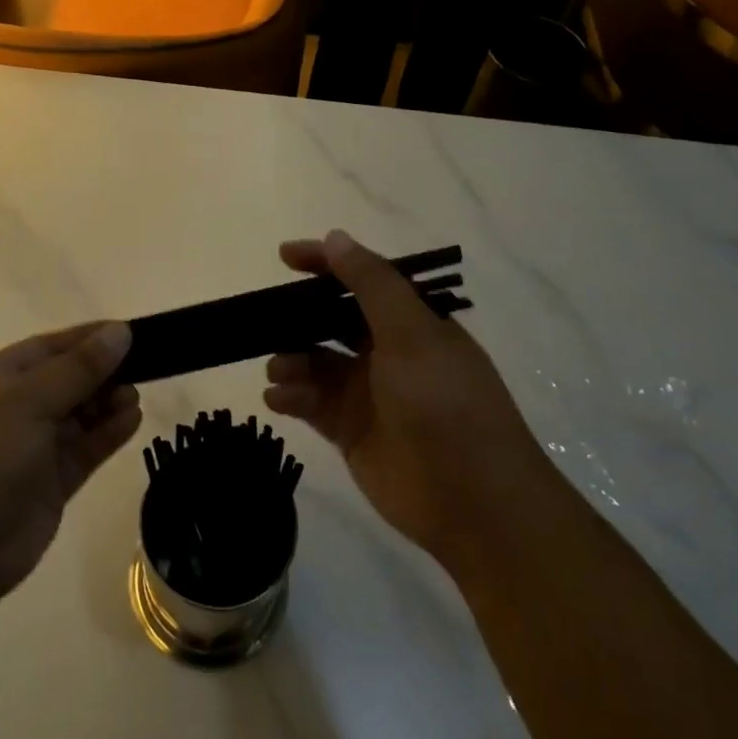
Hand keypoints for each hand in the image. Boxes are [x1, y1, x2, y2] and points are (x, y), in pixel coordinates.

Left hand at [0, 322, 140, 619]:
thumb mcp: (27, 402)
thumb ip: (77, 368)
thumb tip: (119, 331)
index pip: (50, 347)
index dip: (88, 338)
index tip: (130, 332)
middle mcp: (16, 409)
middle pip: (69, 379)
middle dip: (104, 370)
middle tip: (146, 365)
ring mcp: (34, 448)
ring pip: (81, 414)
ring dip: (109, 402)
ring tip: (135, 397)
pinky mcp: (52, 483)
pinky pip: (87, 448)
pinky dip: (109, 433)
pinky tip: (133, 419)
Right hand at [264, 231, 544, 567]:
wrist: (473, 501)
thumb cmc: (445, 403)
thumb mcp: (412, 334)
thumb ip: (371, 284)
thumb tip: (335, 237)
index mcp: (412, 323)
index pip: (363, 280)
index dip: (325, 264)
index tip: (284, 256)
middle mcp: (389, 352)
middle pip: (333, 321)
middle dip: (298, 318)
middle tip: (264, 319)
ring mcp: (368, 393)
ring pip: (316, 362)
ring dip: (291, 359)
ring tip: (280, 370)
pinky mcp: (351, 431)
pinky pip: (311, 403)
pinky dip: (291, 396)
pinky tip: (278, 399)